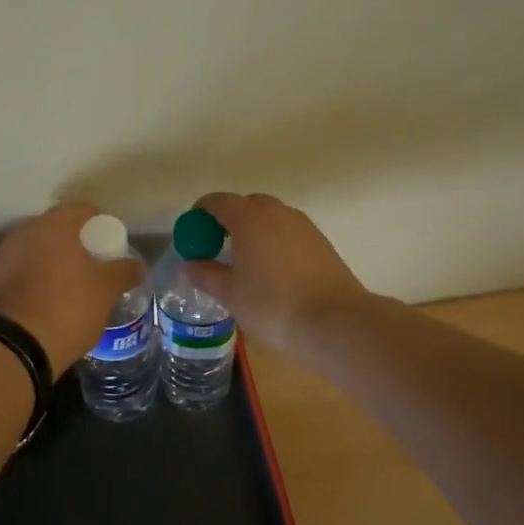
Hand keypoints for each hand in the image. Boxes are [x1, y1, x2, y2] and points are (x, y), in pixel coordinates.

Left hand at [0, 202, 140, 373]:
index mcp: (54, 224)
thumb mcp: (106, 290)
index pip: (84, 211)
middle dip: (78, 244)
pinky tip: (52, 299)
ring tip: (75, 285)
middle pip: (59, 229)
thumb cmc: (68, 307)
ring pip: (40, 250)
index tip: (113, 247)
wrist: (15, 346)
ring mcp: (6, 255)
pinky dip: (40, 278)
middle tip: (97, 266)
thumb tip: (137, 264)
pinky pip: (25, 270)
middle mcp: (26, 231)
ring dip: (57, 261)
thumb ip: (124, 271)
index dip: (103, 226)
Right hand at [184, 193, 373, 355]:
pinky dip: (274, 242)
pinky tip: (273, 272)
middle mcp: (277, 212)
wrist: (335, 322)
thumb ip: (205, 275)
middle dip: (228, 221)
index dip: (199, 214)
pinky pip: (288, 232)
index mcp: (249, 217)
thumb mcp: (230, 294)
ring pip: (270, 218)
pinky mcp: (321, 242)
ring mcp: (303, 225)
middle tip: (217, 248)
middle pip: (246, 205)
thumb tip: (188, 266)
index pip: (217, 202)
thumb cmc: (272, 305)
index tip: (192, 235)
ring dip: (254, 231)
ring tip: (245, 262)